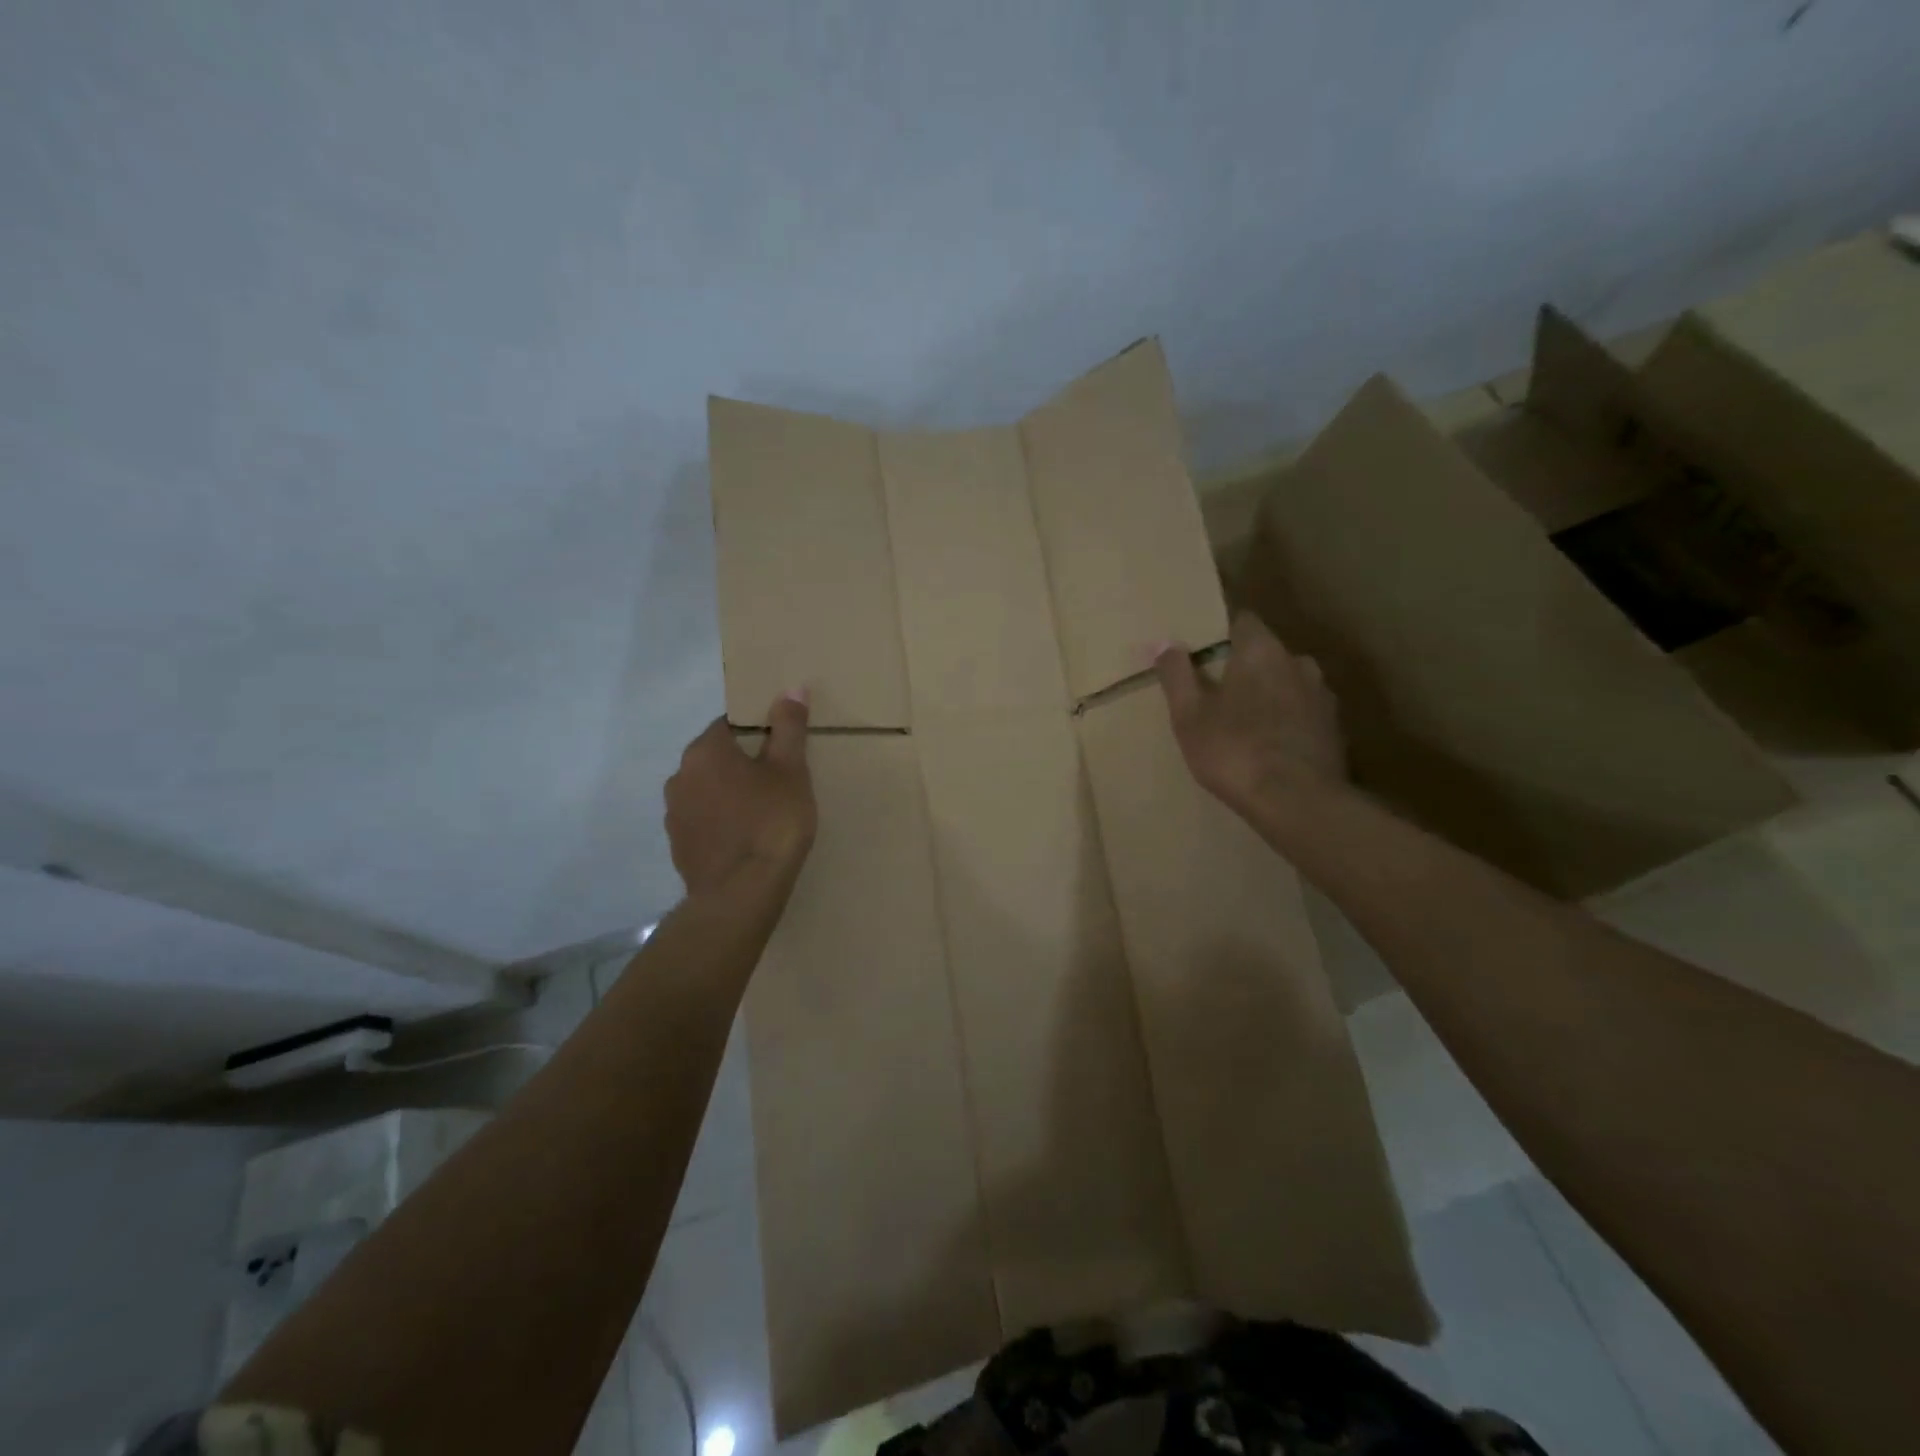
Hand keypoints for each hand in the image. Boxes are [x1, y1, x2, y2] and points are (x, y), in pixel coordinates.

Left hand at [665, 692, 815, 897]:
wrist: (741, 894)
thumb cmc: (771, 823)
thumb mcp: (790, 771)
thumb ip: (789, 727)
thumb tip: (791, 688)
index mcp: (705, 751)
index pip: (730, 724)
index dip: (758, 732)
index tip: (781, 749)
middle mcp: (680, 776)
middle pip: (716, 758)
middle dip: (743, 764)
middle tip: (778, 781)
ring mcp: (675, 814)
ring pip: (707, 791)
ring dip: (729, 794)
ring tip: (763, 813)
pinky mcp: (678, 846)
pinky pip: (703, 821)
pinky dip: (721, 822)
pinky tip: (746, 839)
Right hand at [1153, 612, 1347, 824]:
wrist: (1297, 802)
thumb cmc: (1233, 750)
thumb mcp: (1189, 715)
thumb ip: (1177, 674)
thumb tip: (1165, 644)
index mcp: (1261, 651)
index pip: (1243, 621)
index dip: (1222, 634)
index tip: (1204, 655)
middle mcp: (1298, 663)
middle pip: (1267, 653)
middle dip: (1245, 668)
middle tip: (1219, 695)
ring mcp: (1322, 696)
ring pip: (1289, 684)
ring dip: (1270, 695)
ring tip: (1246, 725)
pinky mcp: (1335, 729)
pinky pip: (1304, 714)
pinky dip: (1288, 722)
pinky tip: (1271, 748)